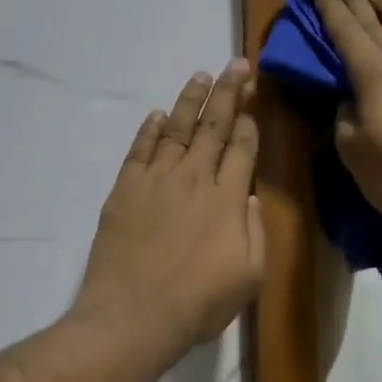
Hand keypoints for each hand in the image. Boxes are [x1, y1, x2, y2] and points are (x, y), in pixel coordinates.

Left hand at [73, 60, 265, 358]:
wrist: (135, 315)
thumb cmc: (199, 303)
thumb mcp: (249, 277)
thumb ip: (255, 232)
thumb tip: (249, 196)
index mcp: (228, 200)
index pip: (242, 149)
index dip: (248, 122)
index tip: (252, 100)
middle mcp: (194, 179)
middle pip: (213, 127)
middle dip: (227, 93)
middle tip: (235, 65)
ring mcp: (156, 181)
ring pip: (177, 129)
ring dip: (190, 100)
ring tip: (201, 76)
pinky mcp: (125, 189)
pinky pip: (140, 149)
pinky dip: (151, 129)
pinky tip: (158, 115)